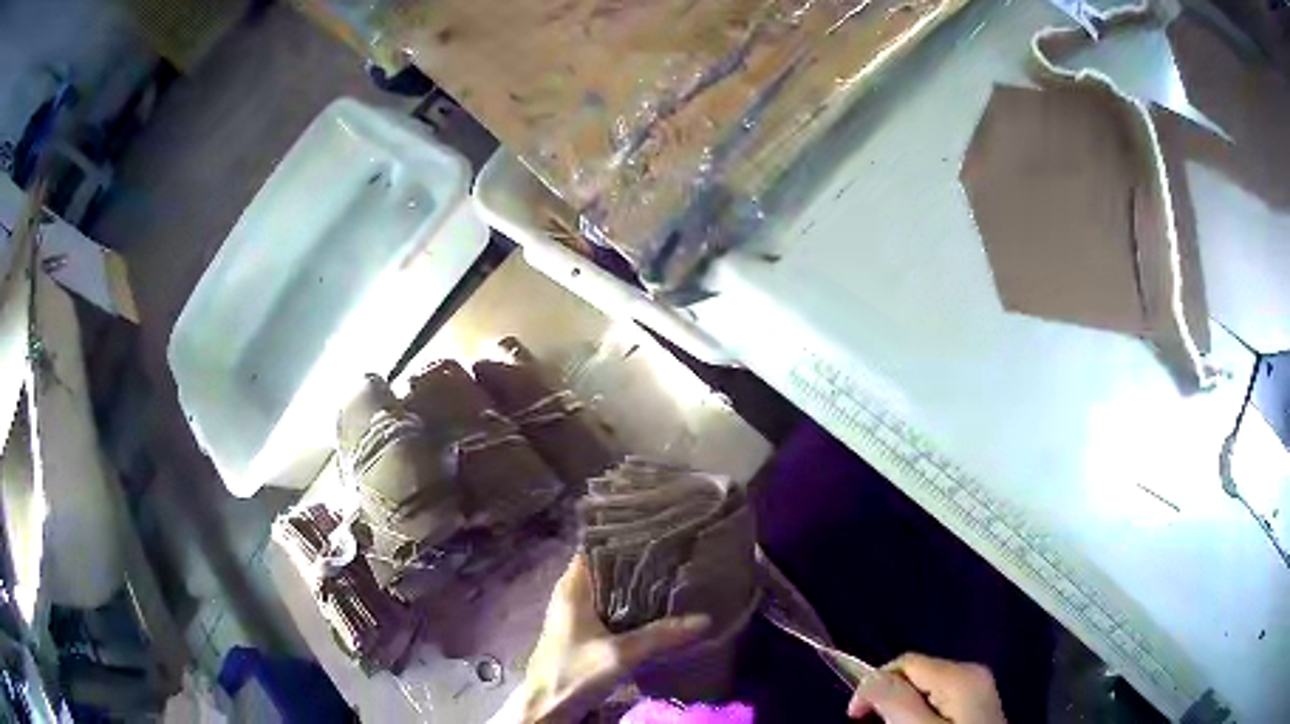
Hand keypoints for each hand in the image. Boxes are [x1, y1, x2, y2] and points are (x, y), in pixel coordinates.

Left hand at [496, 553, 709, 722]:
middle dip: (638, 564)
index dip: (623, 537)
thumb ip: (660, 636)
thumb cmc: (574, 673)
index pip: (596, 546)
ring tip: (675, 579)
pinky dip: (632, 609)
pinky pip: (612, 611)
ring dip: (637, 589)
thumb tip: (704, 619)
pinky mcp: (584, 635)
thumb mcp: (619, 654)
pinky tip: (659, 612)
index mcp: (572, 588)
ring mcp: (577, 616)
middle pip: (607, 569)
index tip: (658, 531)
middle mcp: (572, 596)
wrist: (547, 707)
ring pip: (611, 592)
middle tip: (677, 556)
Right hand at [847, 653, 1005, 723]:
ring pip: (927, 688)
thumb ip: (896, 702)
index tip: (854, 717)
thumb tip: (870, 678)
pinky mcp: (977, 705)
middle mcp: (973, 673)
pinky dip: (921, 712)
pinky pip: (940, 699)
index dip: (874, 685)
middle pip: (917, 675)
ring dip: (903, 708)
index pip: (906, 662)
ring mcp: (978, 690)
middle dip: (890, 698)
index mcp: (961, 675)